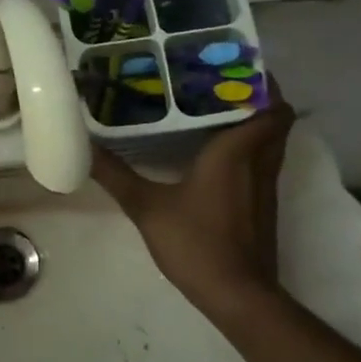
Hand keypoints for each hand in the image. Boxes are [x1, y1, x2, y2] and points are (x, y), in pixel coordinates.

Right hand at [91, 85, 293, 315]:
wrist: (238, 294)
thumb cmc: (196, 243)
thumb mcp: (147, 207)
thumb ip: (116, 175)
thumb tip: (84, 148)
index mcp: (236, 151)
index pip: (269, 104)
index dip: (260, 82)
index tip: (232, 66)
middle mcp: (259, 162)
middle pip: (276, 118)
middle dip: (256, 96)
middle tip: (217, 84)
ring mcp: (266, 186)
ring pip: (272, 141)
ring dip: (255, 122)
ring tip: (214, 111)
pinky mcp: (264, 206)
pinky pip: (264, 162)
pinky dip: (250, 149)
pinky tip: (217, 155)